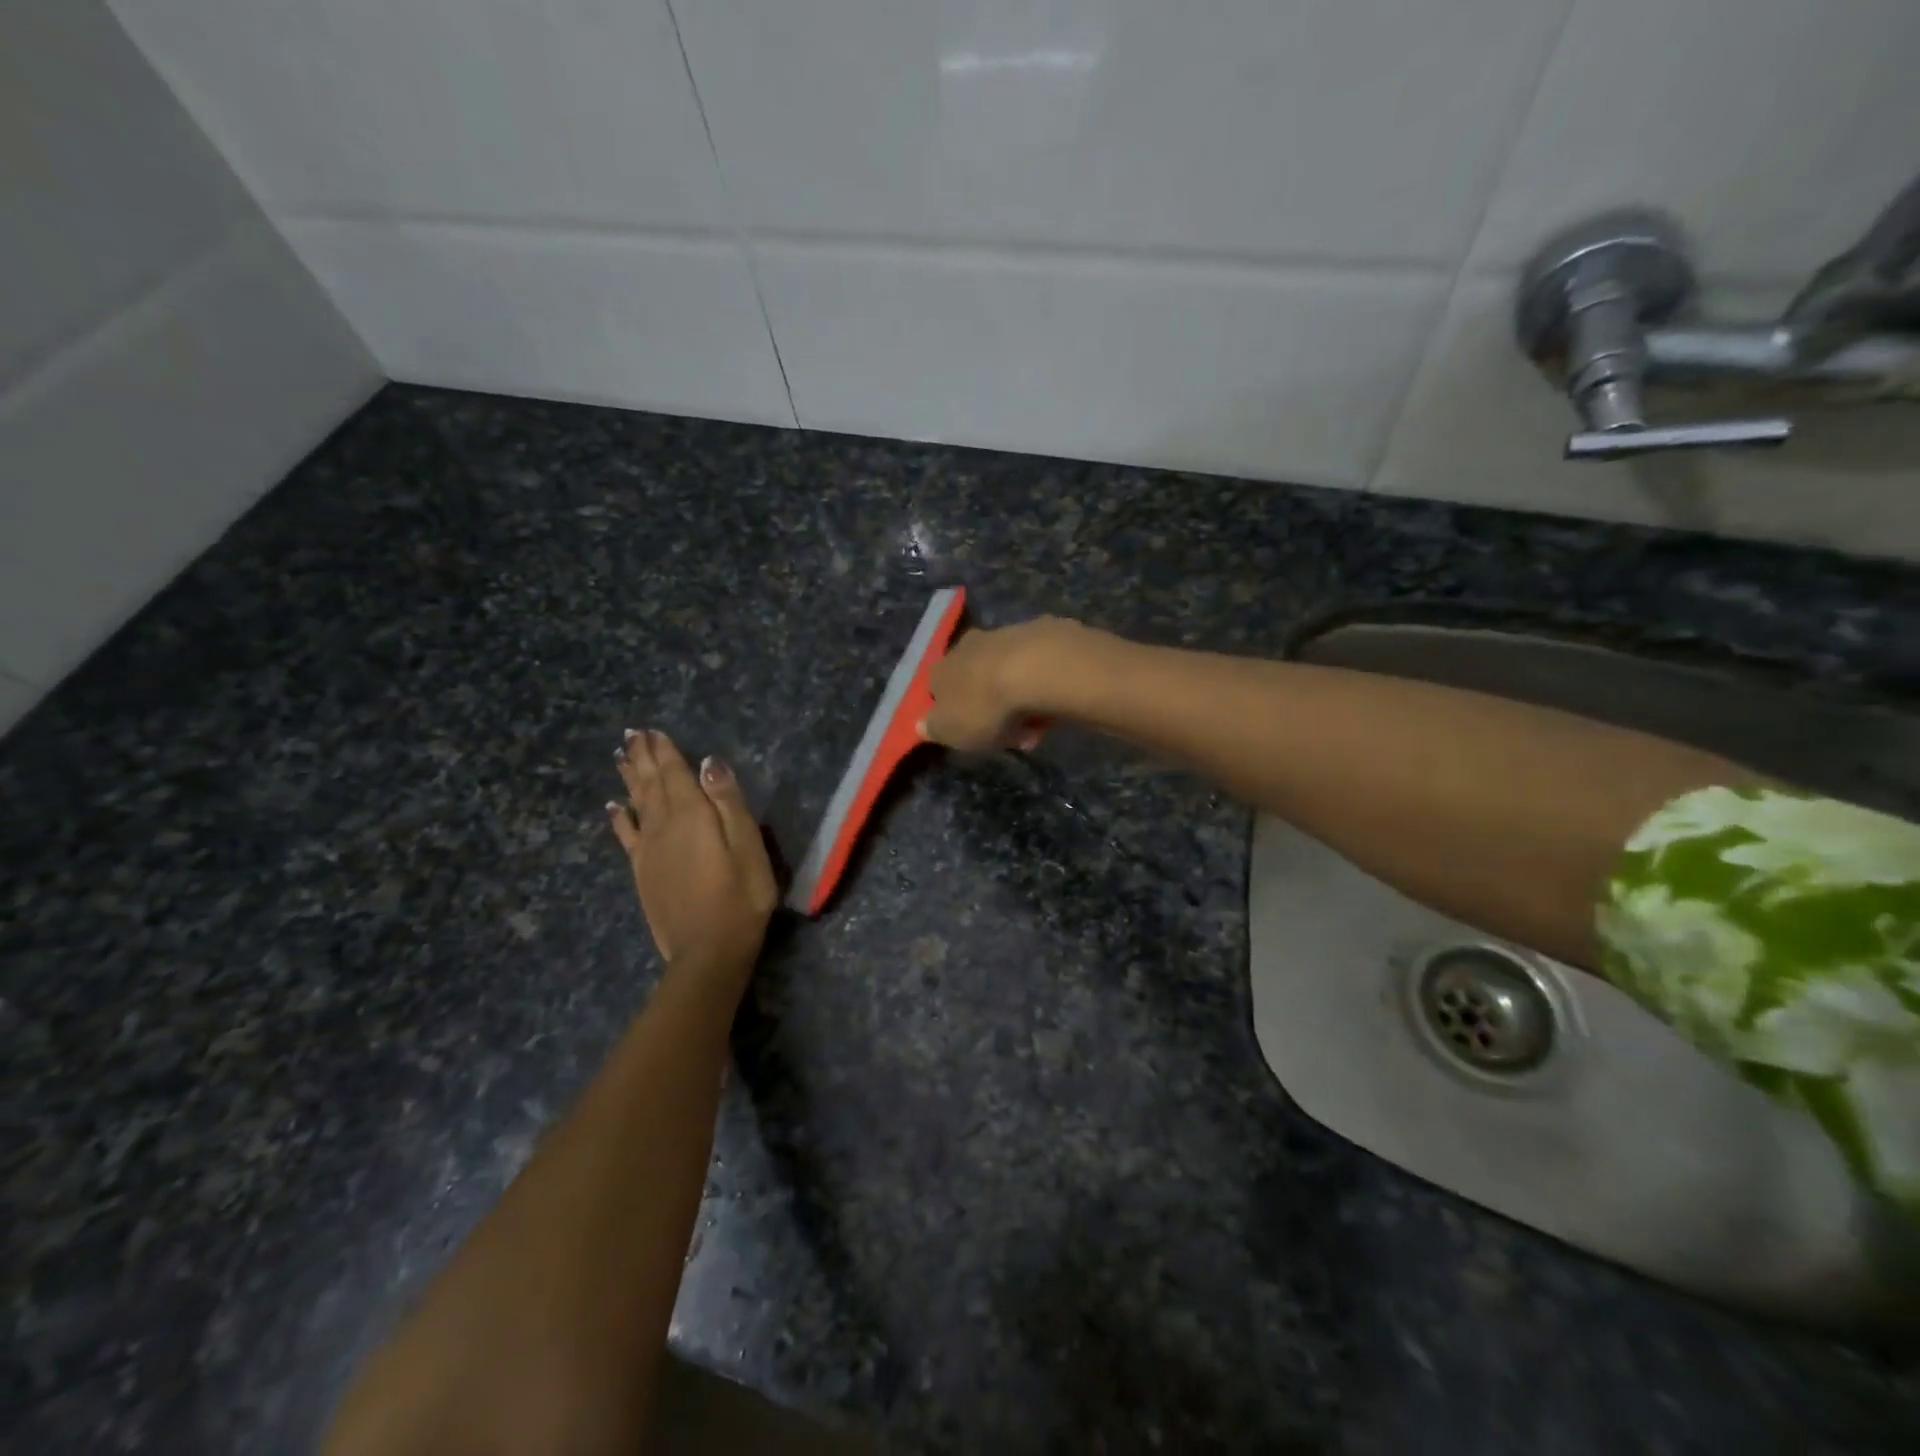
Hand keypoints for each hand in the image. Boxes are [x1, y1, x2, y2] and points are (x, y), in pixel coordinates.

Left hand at [608, 730, 776, 977]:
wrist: (708, 950)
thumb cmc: (741, 895)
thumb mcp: (747, 845)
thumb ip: (728, 801)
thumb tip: (709, 762)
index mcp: (692, 815)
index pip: (675, 773)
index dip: (664, 750)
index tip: (652, 729)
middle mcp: (664, 825)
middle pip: (650, 783)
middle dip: (642, 757)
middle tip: (632, 734)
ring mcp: (649, 849)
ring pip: (635, 803)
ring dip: (629, 778)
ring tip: (621, 756)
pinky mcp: (643, 871)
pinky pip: (626, 835)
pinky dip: (618, 818)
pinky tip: (612, 807)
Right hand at [922, 617, 1083, 751]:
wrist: (1036, 668)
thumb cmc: (985, 706)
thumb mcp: (951, 731)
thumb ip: (934, 729)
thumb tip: (921, 725)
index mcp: (942, 669)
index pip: (939, 691)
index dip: (954, 714)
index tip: (972, 734)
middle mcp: (968, 647)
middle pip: (975, 681)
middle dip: (991, 710)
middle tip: (1011, 736)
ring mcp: (1004, 636)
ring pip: (1007, 675)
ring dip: (1019, 701)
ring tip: (1038, 728)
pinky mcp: (1039, 632)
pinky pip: (1036, 668)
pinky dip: (1041, 686)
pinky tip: (1054, 705)